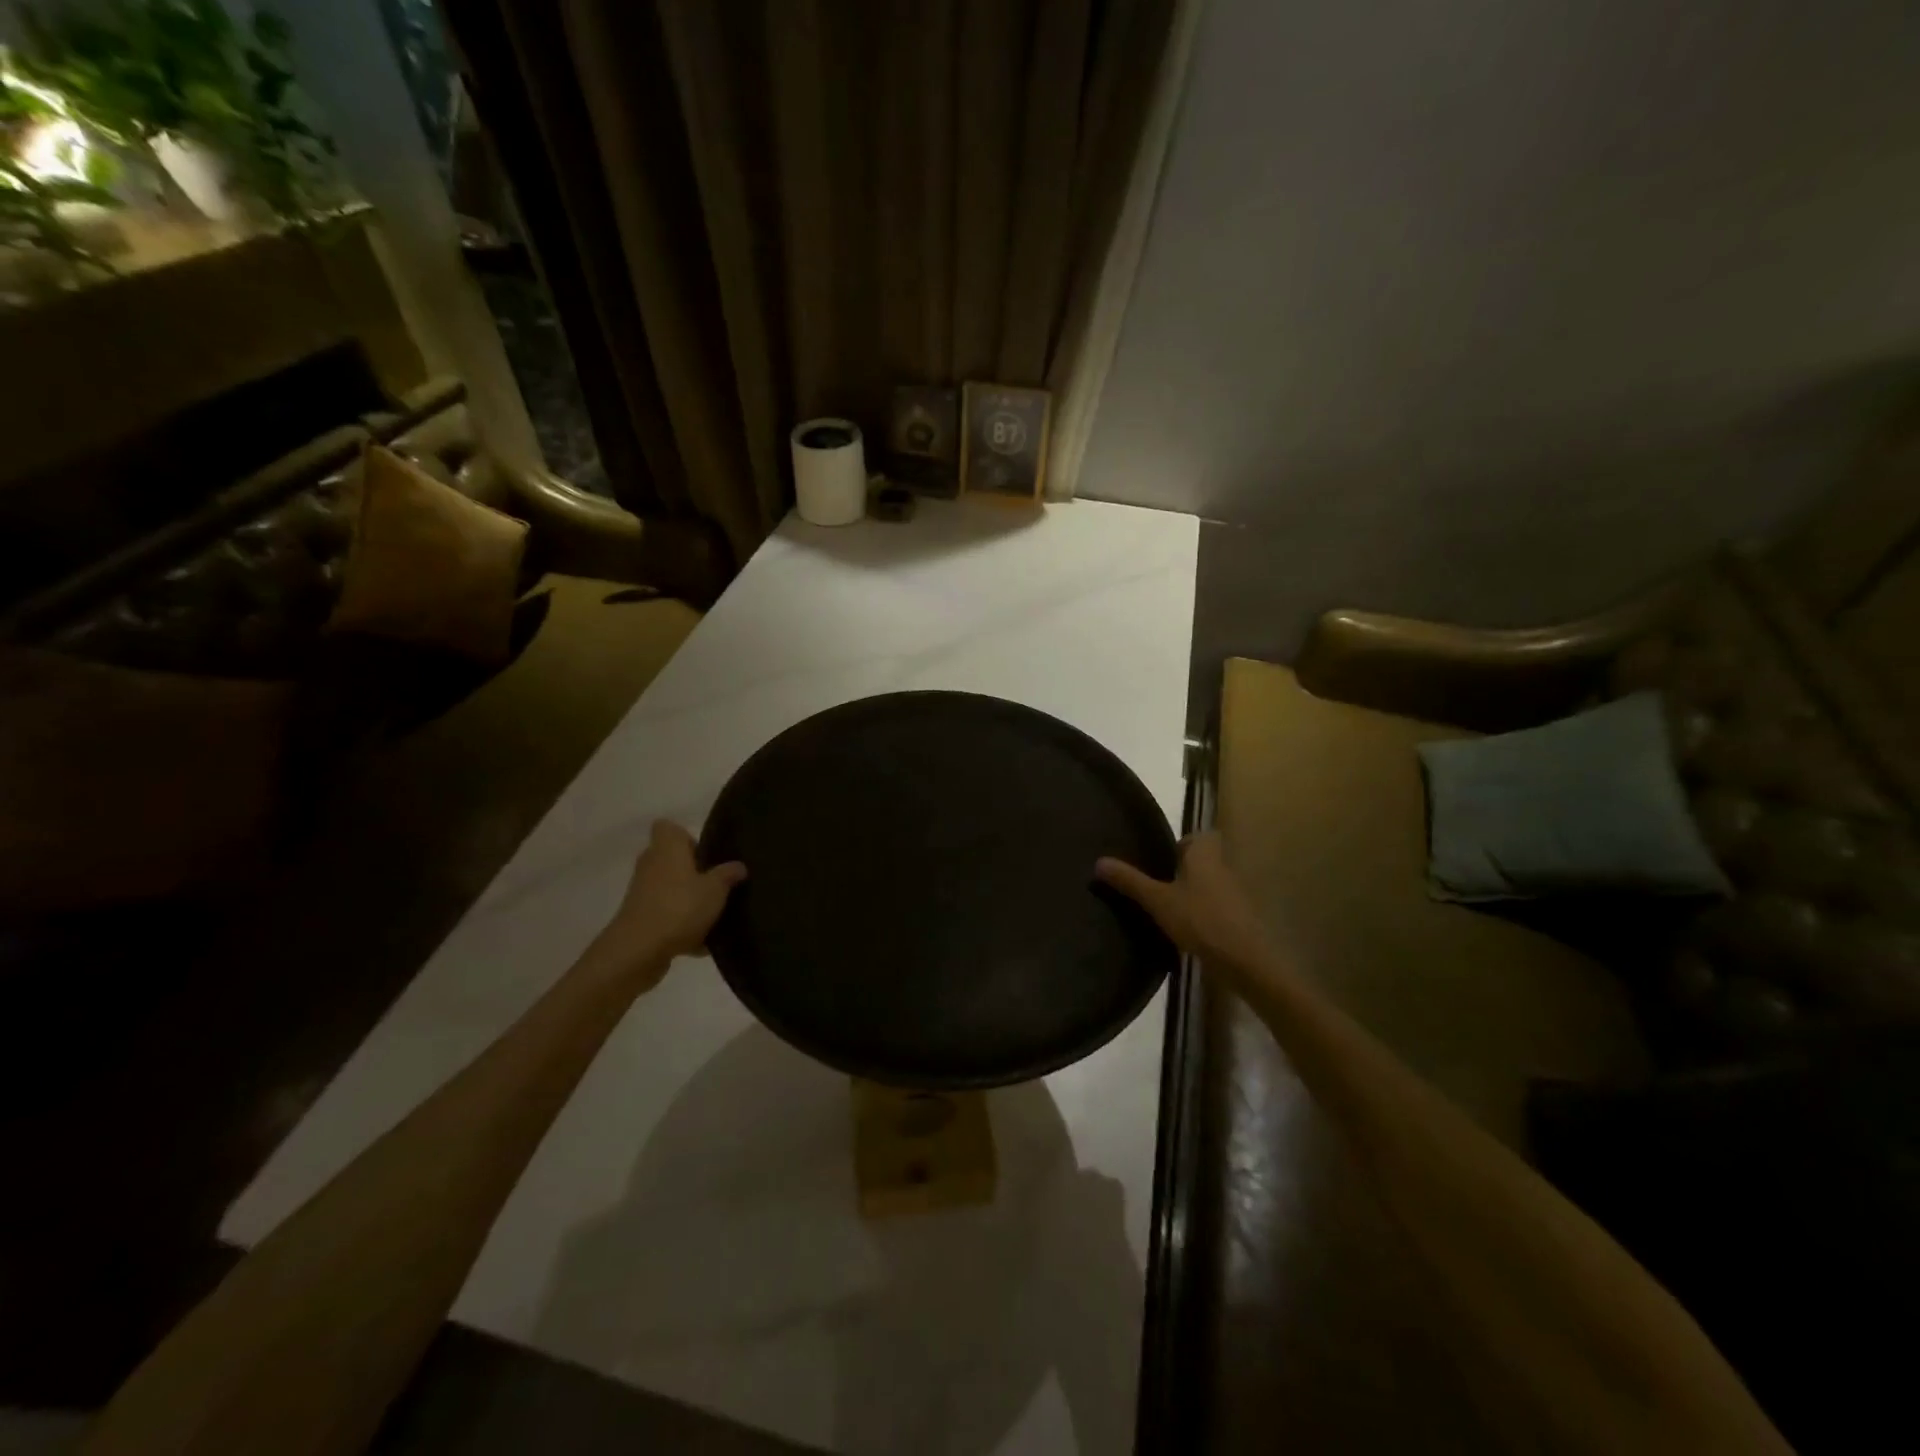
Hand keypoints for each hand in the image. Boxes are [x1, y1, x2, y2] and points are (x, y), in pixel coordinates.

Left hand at [596, 821, 746, 978]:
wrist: (638, 951)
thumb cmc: (679, 907)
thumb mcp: (716, 889)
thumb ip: (728, 875)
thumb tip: (739, 865)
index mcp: (667, 849)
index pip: (668, 827)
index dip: (687, 836)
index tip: (706, 854)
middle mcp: (651, 865)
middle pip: (672, 860)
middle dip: (694, 872)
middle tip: (717, 883)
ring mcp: (643, 893)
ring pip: (671, 890)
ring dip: (688, 900)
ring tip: (714, 915)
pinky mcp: (640, 919)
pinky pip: (667, 916)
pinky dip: (682, 926)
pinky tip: (703, 943)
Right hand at [1096, 831, 1276, 972]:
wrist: (1246, 961)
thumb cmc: (1200, 919)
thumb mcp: (1157, 900)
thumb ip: (1129, 881)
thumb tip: (1099, 861)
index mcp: (1205, 855)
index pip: (1198, 836)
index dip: (1182, 843)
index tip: (1160, 857)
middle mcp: (1223, 868)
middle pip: (1202, 861)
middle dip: (1182, 869)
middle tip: (1154, 882)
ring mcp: (1234, 895)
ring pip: (1209, 885)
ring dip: (1191, 893)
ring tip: (1164, 907)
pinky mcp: (1239, 919)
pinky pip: (1215, 907)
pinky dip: (1201, 913)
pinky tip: (1184, 930)